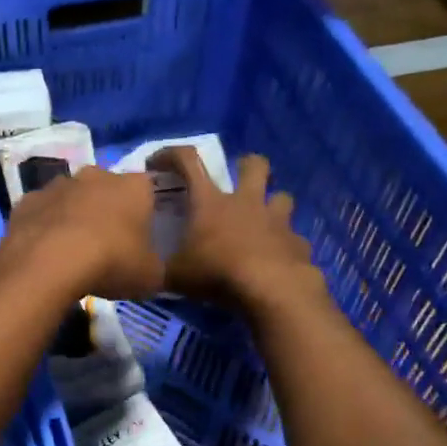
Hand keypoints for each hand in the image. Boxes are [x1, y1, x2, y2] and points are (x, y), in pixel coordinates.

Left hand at [0, 165, 162, 300]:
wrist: (48, 263)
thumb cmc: (110, 263)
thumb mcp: (150, 277)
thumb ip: (155, 267)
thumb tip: (151, 268)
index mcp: (134, 187)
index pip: (148, 190)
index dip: (146, 211)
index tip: (142, 235)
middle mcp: (96, 175)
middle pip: (107, 188)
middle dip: (108, 210)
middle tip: (108, 243)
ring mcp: (58, 185)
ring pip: (72, 197)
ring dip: (74, 215)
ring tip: (73, 249)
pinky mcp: (26, 201)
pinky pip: (42, 212)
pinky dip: (45, 226)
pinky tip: (44, 251)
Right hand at [150, 148, 323, 313]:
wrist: (271, 290)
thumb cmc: (218, 274)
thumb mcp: (176, 276)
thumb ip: (163, 269)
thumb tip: (149, 272)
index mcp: (210, 203)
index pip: (188, 162)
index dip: (170, 155)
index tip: (157, 162)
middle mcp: (246, 202)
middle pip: (255, 165)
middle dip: (247, 165)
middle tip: (238, 180)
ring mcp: (276, 220)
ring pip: (282, 197)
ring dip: (273, 204)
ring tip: (263, 221)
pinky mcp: (297, 243)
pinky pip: (292, 238)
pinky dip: (284, 245)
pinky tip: (277, 260)